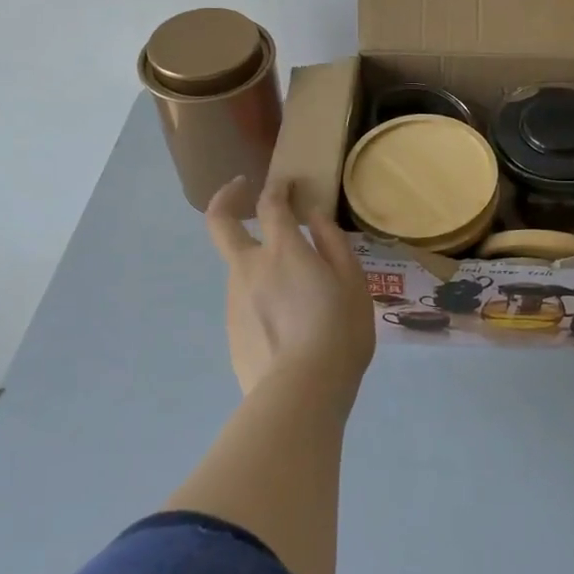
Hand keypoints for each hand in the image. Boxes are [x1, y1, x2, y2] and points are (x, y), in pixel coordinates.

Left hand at [205, 176, 376, 398]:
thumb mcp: (352, 282)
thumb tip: (315, 216)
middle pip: (220, 223)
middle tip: (240, 189)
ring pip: (238, 267)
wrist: (302, 391)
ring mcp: (235, 299)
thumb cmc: (339, 331)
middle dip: (226, 198)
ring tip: (297, 292)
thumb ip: (332, 243)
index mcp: (283, 251)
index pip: (270, 203)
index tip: (286, 183)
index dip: (277, 187)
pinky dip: (261, 298)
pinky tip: (287, 325)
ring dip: (257, 260)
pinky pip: (245, 302)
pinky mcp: (231, 330)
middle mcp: (249, 268)